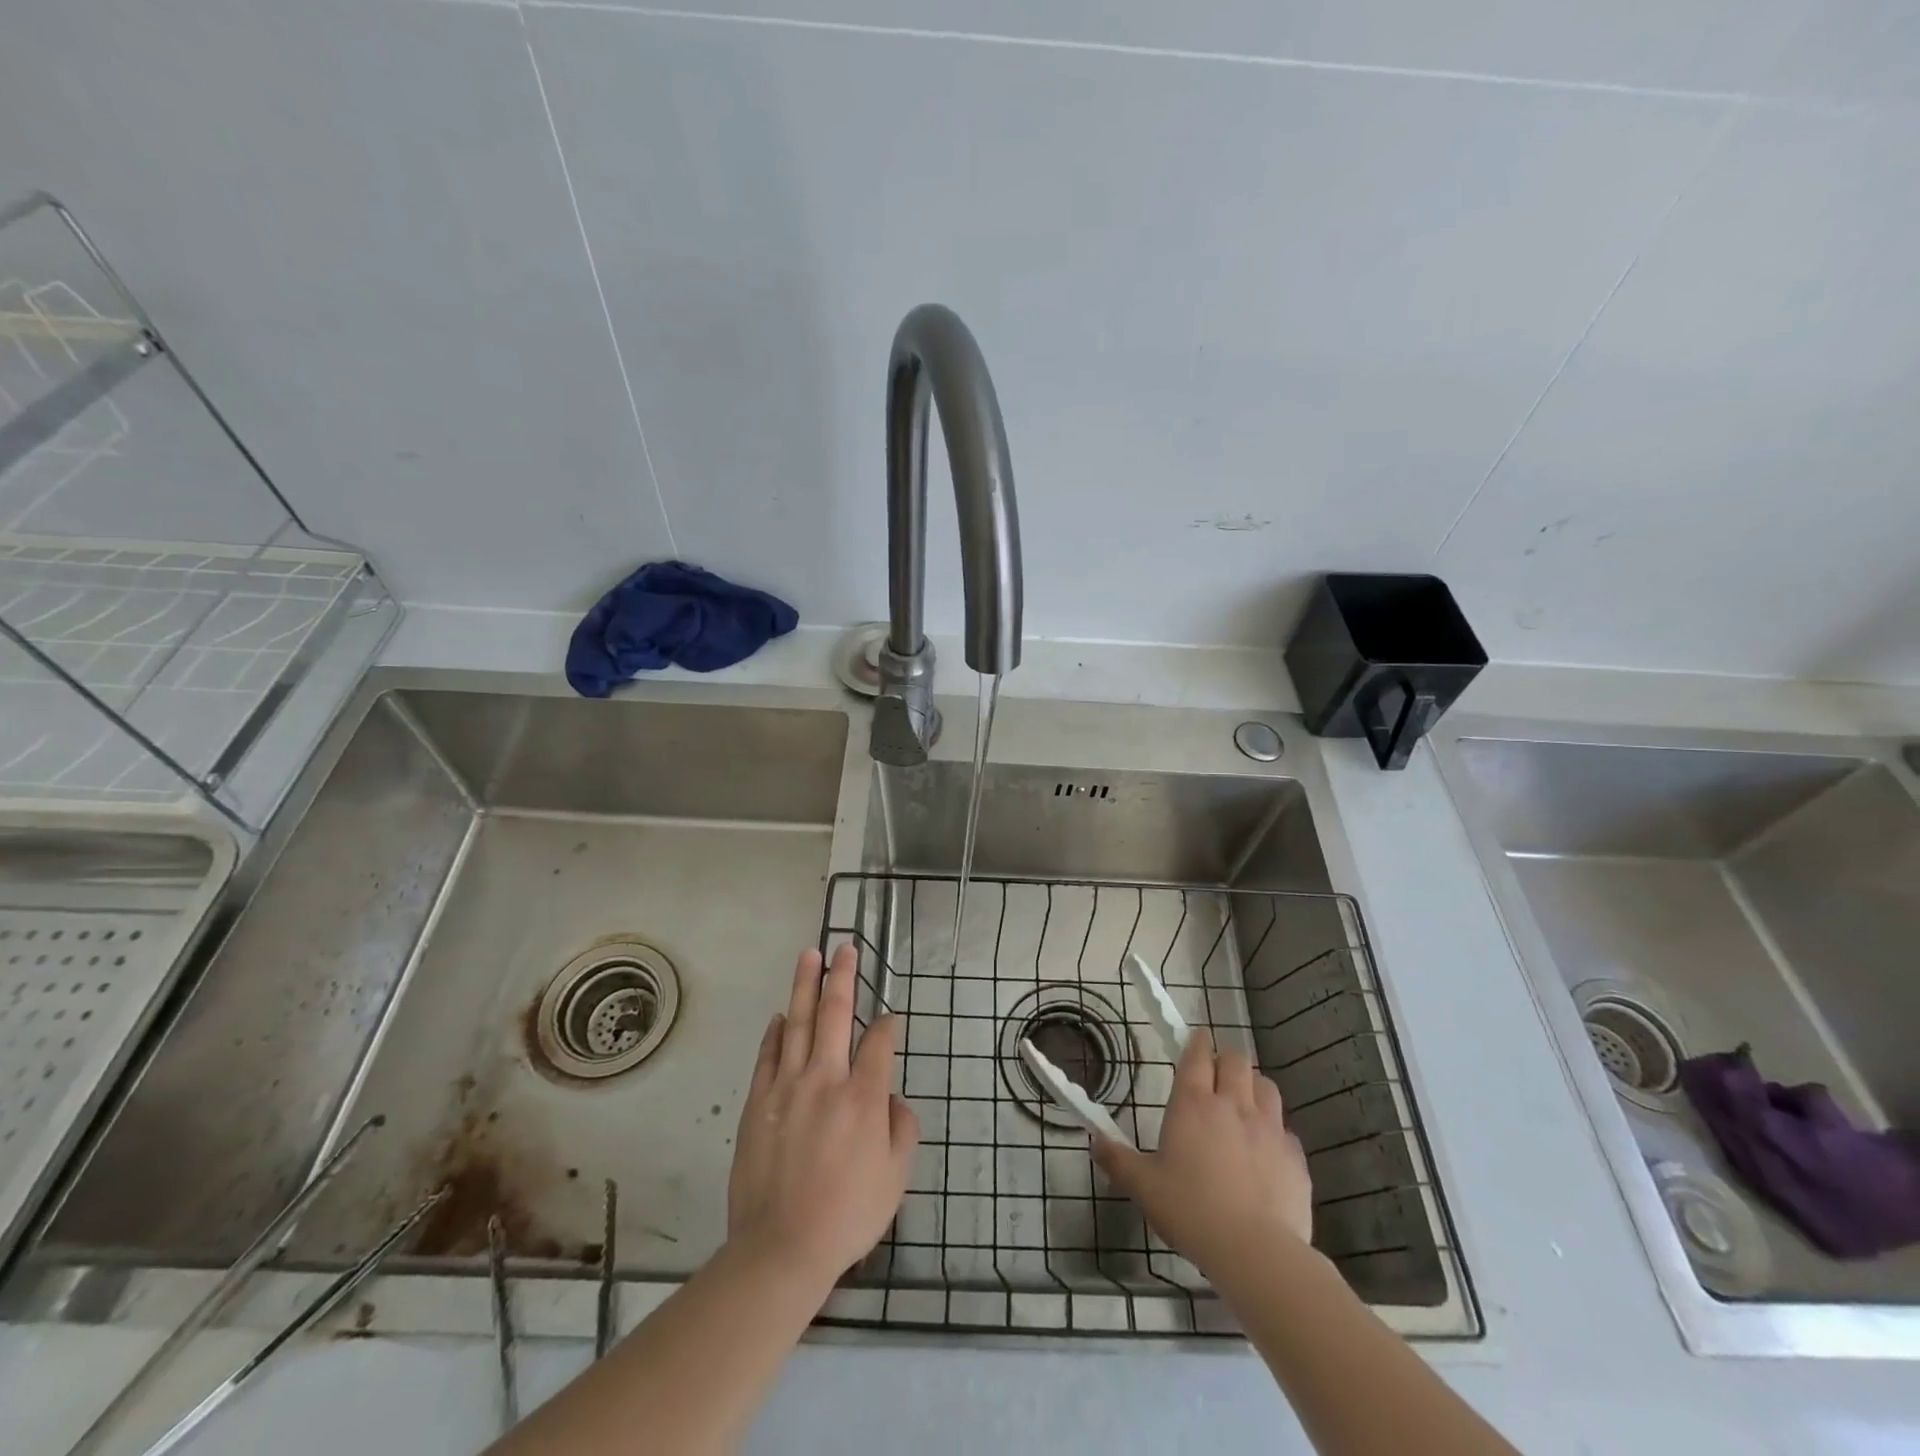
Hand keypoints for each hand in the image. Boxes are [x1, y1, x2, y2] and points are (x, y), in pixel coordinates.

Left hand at [727, 945, 917, 1289]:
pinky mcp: (757, 1102)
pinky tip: (779, 1015)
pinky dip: (774, 1032)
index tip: (890, 1019)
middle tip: (845, 948)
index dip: (887, 1025)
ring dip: (805, 986)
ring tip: (809, 955)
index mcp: (863, 1097)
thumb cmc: (847, 1215)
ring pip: (797, 1023)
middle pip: (834, 1014)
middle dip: (843, 977)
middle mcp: (826, 1079)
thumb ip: (901, 1128)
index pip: (878, 1042)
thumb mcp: (896, 1177)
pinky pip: (767, 1055)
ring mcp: (787, 1087)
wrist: (781, 1248)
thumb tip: (889, 1099)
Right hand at [1093, 1029, 1312, 1281]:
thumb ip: (1118, 1160)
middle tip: (1216, 1076)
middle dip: (1226, 1061)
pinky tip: (1267, 1152)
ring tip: (1244, 1104)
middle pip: (1236, 1060)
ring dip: (1253, 1087)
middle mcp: (1233, 1105)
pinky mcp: (1295, 1157)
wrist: (1257, 1252)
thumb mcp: (1144, 1187)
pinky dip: (1276, 1132)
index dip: (1196, 1042)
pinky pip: (1286, 1130)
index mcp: (1194, 1104)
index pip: (1197, 1055)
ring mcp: (1270, 1129)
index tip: (1195, 1038)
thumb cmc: (1191, 1211)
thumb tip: (1094, 1141)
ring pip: (1266, 1086)